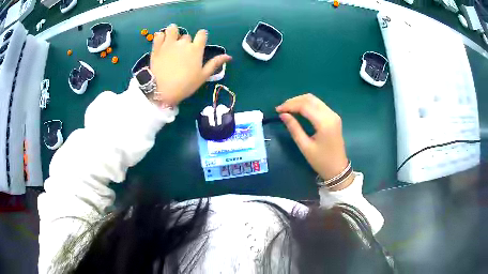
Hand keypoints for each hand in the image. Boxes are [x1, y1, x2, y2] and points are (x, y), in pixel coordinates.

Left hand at [149, 24, 231, 105]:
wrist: (162, 90)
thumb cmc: (185, 85)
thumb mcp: (203, 76)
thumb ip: (215, 63)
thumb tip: (229, 56)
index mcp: (196, 49)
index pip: (202, 34)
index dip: (201, 36)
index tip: (199, 42)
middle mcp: (183, 43)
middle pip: (187, 36)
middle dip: (186, 42)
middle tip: (182, 54)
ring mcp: (169, 43)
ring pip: (172, 29)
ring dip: (173, 32)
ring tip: (171, 40)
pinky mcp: (157, 47)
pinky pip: (159, 35)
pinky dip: (160, 36)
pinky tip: (161, 42)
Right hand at [276, 94, 352, 189]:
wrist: (337, 168)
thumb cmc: (320, 160)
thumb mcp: (305, 146)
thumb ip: (294, 128)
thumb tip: (283, 115)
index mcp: (324, 123)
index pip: (305, 106)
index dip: (290, 105)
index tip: (278, 110)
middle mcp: (330, 114)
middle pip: (310, 99)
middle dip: (294, 101)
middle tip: (282, 108)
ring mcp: (333, 115)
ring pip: (314, 100)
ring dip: (300, 101)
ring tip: (288, 108)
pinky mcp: (333, 117)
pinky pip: (319, 105)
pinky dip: (307, 105)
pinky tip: (299, 110)